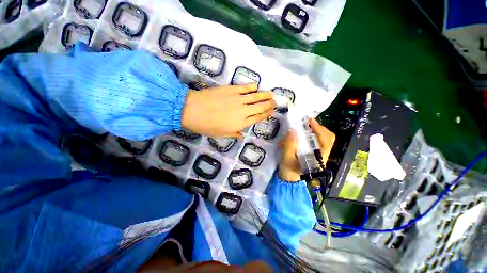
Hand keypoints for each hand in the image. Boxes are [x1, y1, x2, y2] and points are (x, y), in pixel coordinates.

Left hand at [181, 84, 274, 137]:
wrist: (191, 109)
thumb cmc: (206, 125)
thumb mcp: (220, 134)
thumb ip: (233, 134)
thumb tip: (241, 135)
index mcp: (240, 123)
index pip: (257, 118)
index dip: (266, 114)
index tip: (271, 111)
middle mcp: (243, 111)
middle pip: (260, 107)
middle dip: (269, 104)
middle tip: (275, 102)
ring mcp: (238, 98)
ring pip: (256, 96)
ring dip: (265, 95)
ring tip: (272, 94)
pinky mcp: (231, 89)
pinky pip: (245, 87)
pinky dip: (252, 86)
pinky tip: (256, 85)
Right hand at [278, 118, 335, 181]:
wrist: (289, 177)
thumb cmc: (288, 170)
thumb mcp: (287, 158)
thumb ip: (289, 145)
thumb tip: (292, 131)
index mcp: (319, 159)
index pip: (326, 141)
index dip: (319, 129)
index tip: (310, 121)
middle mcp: (323, 155)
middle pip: (329, 138)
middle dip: (319, 128)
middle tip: (308, 122)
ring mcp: (320, 154)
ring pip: (324, 138)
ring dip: (316, 130)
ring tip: (306, 125)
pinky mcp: (315, 152)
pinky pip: (318, 140)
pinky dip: (312, 134)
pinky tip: (304, 132)